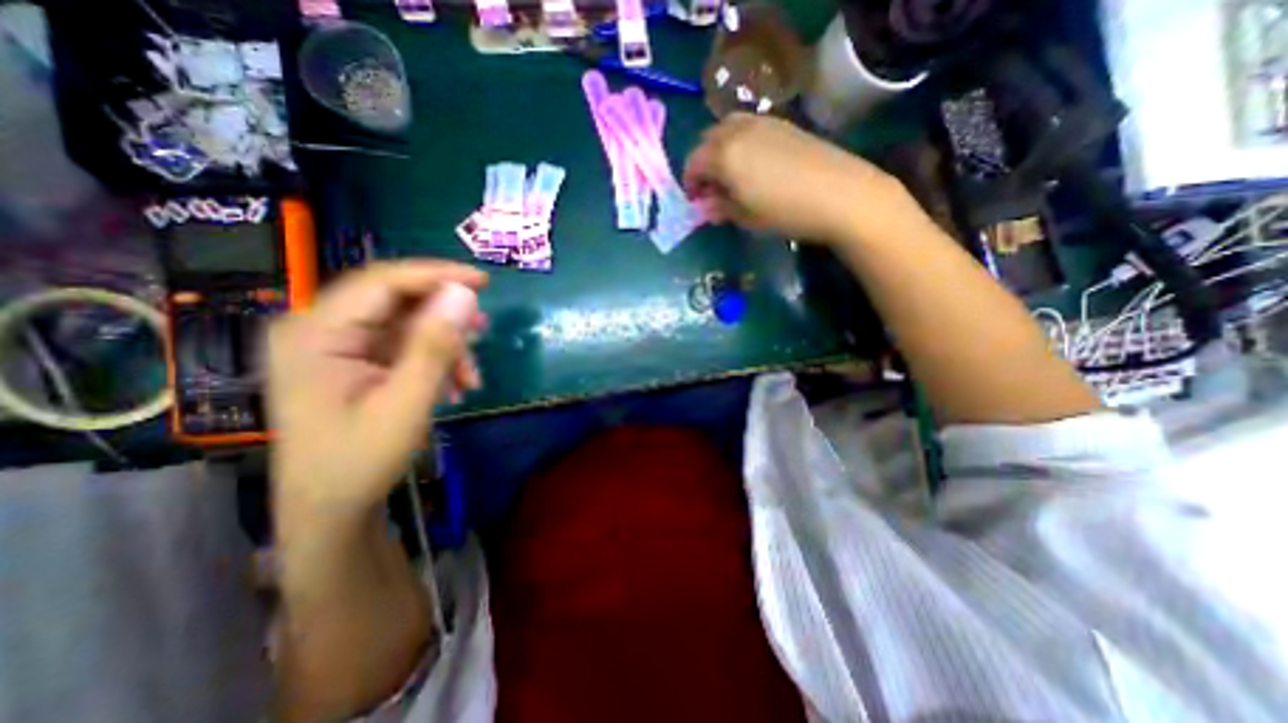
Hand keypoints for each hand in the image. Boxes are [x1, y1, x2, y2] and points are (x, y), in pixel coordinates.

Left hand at [265, 263, 487, 517]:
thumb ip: (435, 346)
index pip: (382, 282)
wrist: (331, 508)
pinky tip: (455, 385)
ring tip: (471, 376)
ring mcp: (336, 346)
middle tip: (482, 332)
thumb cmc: (360, 460)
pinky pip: (404, 345)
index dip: (436, 275)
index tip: (483, 282)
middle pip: (395, 300)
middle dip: (445, 316)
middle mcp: (319, 329)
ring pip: (406, 323)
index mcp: (315, 333)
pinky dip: (435, 359)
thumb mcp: (406, 402)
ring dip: (445, 344)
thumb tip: (465, 295)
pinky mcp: (354, 361)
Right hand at [685, 112, 902, 246]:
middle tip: (711, 188)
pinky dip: (740, 142)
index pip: (693, 163)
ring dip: (720, 149)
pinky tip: (753, 164)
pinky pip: (749, 127)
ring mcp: (763, 122)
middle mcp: (738, 130)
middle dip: (702, 163)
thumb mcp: (746, 218)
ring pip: (727, 128)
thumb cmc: (786, 213)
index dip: (689, 183)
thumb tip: (706, 206)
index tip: (695, 201)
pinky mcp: (784, 123)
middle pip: (707, 140)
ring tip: (730, 175)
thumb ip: (721, 208)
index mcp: (724, 155)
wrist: (841, 195)